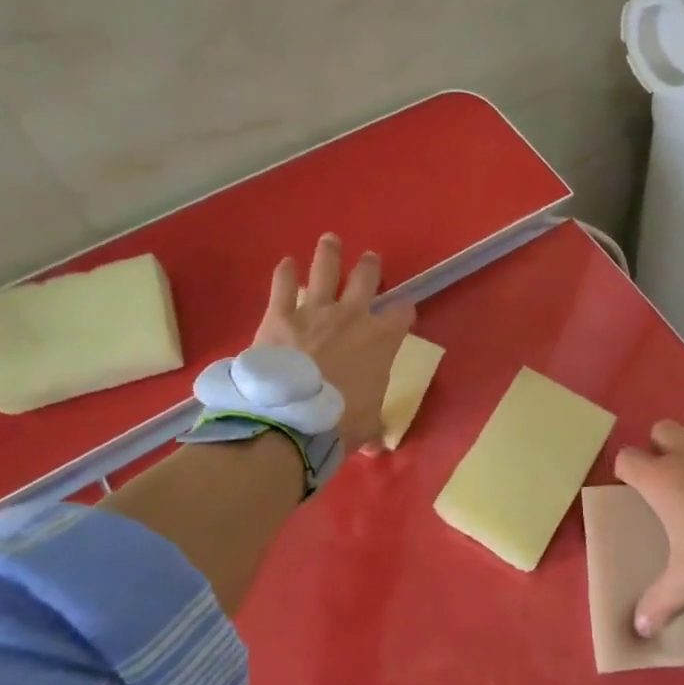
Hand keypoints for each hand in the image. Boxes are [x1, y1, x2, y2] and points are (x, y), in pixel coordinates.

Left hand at [254, 234, 414, 449]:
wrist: (290, 420)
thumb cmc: (339, 423)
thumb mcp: (367, 428)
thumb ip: (372, 427)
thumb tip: (373, 444)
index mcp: (381, 340)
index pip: (401, 314)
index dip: (404, 311)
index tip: (404, 311)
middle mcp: (352, 317)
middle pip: (365, 281)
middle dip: (369, 268)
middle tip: (370, 258)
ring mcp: (314, 312)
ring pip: (325, 271)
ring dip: (329, 254)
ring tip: (330, 240)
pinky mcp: (279, 316)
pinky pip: (283, 286)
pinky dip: (285, 273)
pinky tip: (286, 263)